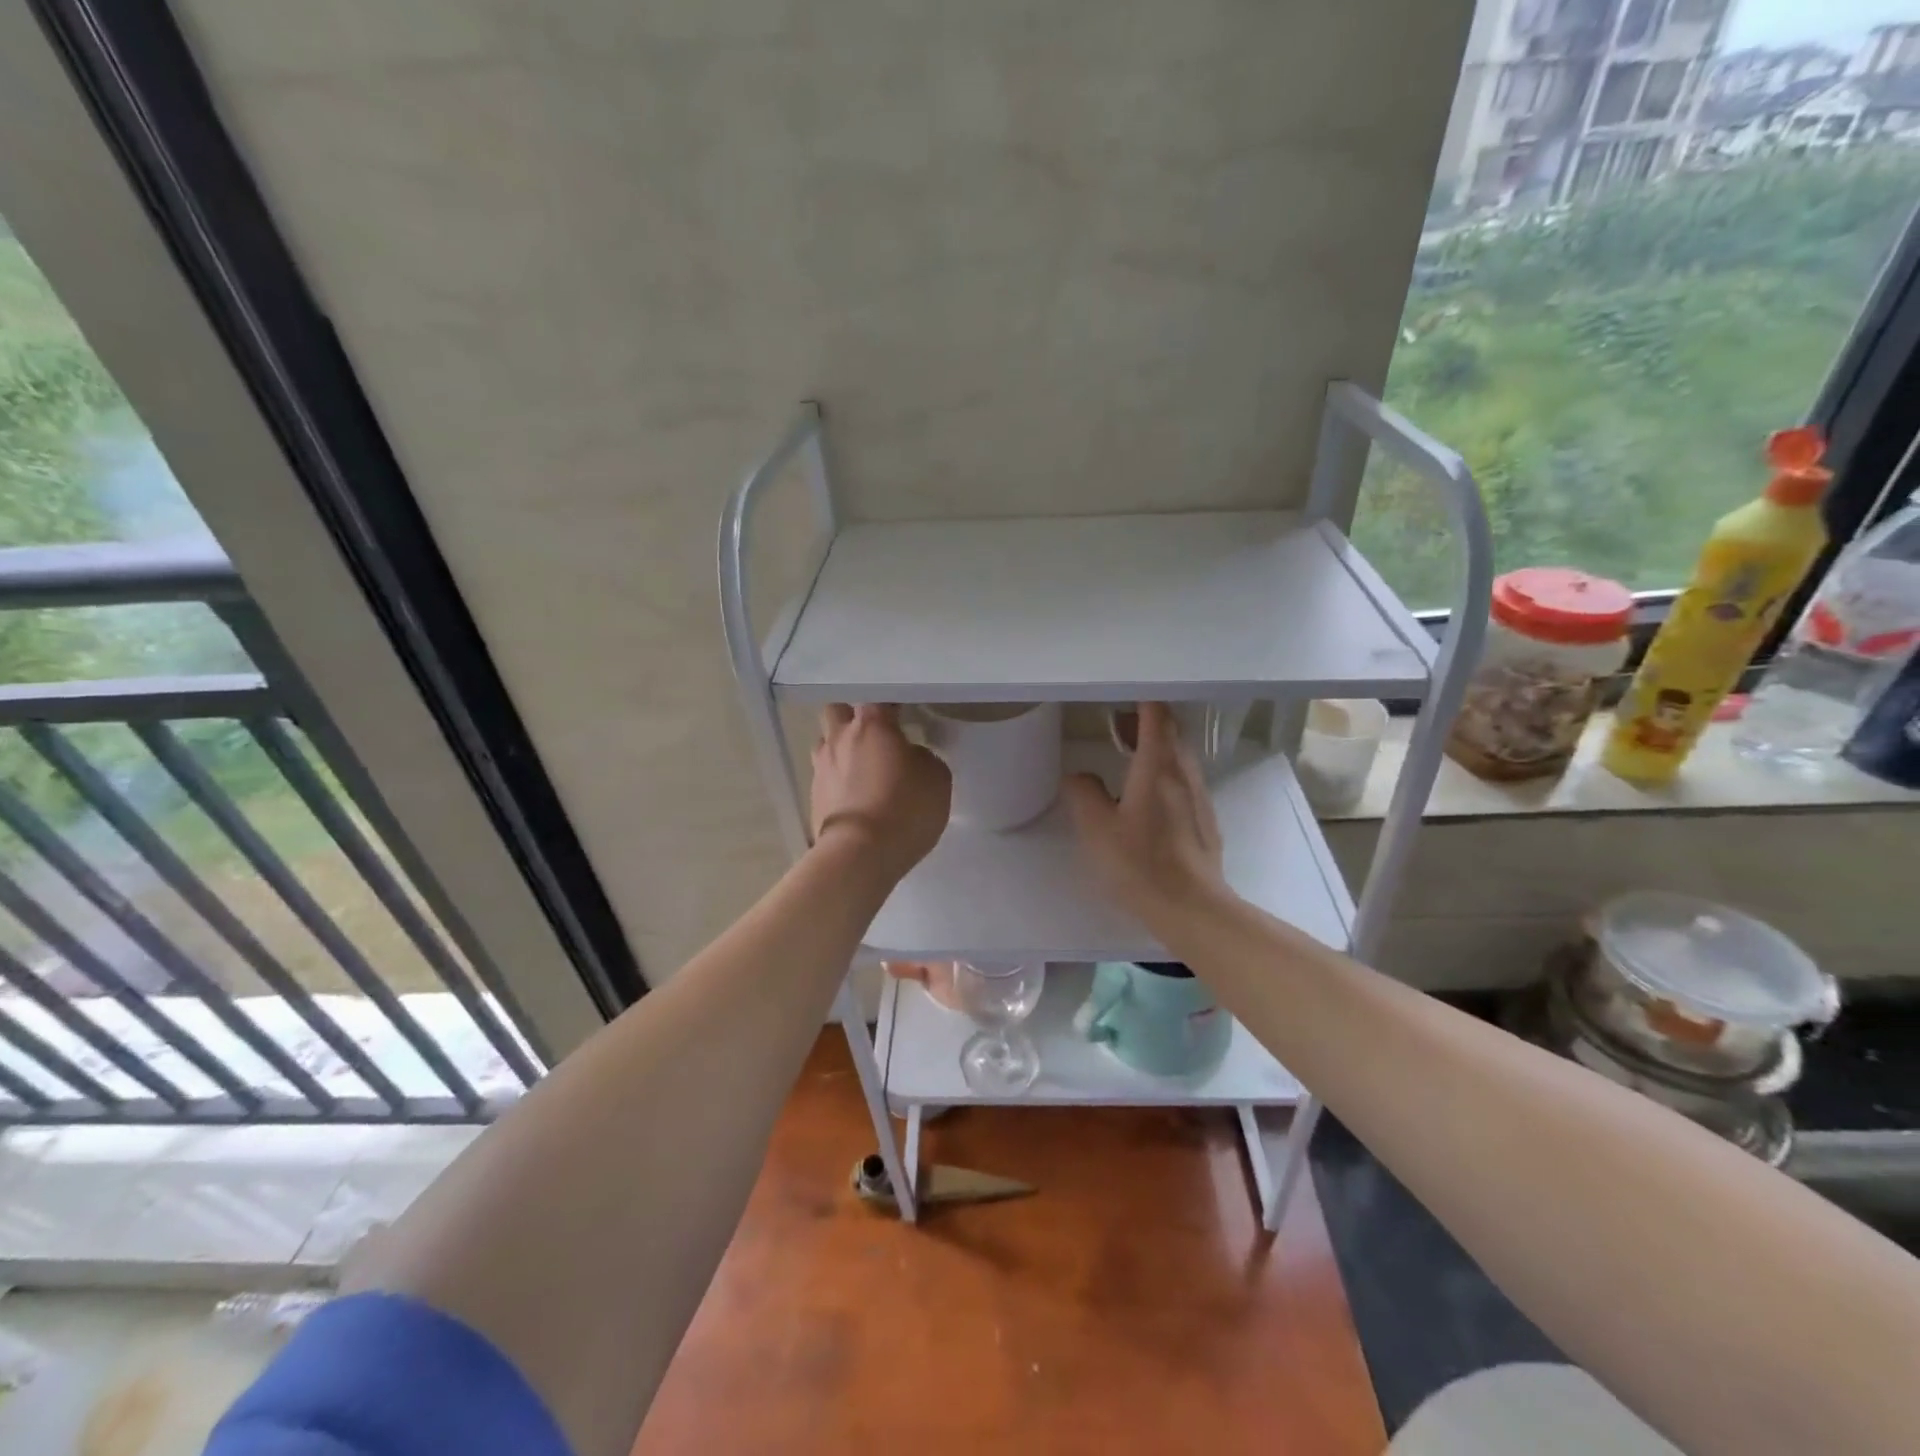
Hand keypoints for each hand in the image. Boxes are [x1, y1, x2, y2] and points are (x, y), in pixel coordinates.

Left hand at [811, 704, 950, 879]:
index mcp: (871, 725)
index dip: (890, 704)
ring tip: (861, 768)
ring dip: (840, 749)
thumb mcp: (937, 779)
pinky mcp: (813, 796)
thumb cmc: (905, 809)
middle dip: (852, 717)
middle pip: (837, 711)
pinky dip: (837, 780)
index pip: (877, 697)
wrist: (860, 854)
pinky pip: (825, 776)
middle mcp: (840, 738)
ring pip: (825, 743)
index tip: (902, 715)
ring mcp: (821, 767)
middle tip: (873, 736)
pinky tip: (854, 796)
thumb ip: (924, 758)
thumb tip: (910, 756)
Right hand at [1063, 702, 1228, 927]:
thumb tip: (1079, 775)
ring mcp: (1198, 794)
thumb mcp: (1097, 829)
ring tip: (1125, 753)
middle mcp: (1183, 772)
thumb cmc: (1140, 864)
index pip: (1156, 714)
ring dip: (1154, 745)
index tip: (1120, 691)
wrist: (1192, 908)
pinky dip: (1163, 769)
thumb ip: (1083, 793)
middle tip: (1115, 721)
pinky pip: (1182, 777)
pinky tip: (1143, 793)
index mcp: (1158, 766)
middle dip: (1144, 719)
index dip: (1140, 698)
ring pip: (1177, 754)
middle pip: (1169, 730)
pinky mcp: (1204, 816)